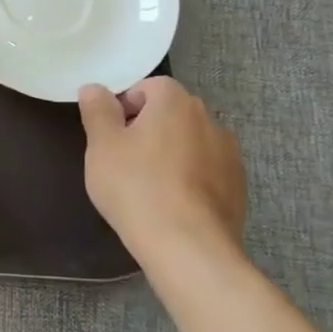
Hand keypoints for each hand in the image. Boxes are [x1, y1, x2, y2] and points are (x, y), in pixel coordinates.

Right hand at [78, 77, 246, 268]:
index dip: (126, 104)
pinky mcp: (238, 186)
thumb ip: (97, 110)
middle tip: (123, 158)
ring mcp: (229, 154)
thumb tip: (94, 88)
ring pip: (190, 141)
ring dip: (170, 152)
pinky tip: (172, 203)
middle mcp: (209, 119)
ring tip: (148, 184)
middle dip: (147, 127)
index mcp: (175, 102)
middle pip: (172, 112)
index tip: (110, 133)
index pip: (149, 86)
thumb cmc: (136, 186)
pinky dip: (189, 177)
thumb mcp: (101, 145)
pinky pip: (206, 169)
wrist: (187, 245)